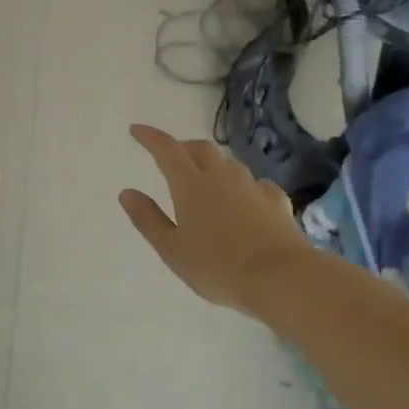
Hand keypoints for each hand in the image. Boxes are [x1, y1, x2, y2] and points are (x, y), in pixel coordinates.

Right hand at [118, 124, 309, 313]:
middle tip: (172, 157)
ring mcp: (252, 187)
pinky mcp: (277, 202)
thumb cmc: (217, 267)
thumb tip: (127, 192)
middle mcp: (222, 177)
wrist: (282, 278)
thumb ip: (148, 219)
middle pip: (200, 149)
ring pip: (229, 164)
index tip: (136, 130)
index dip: (150, 137)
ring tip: (206, 180)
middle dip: (183, 147)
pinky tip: (246, 199)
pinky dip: (244, 186)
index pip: (166, 150)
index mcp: (191, 186)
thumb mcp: (172, 250)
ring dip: (213, 165)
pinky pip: (256, 184)